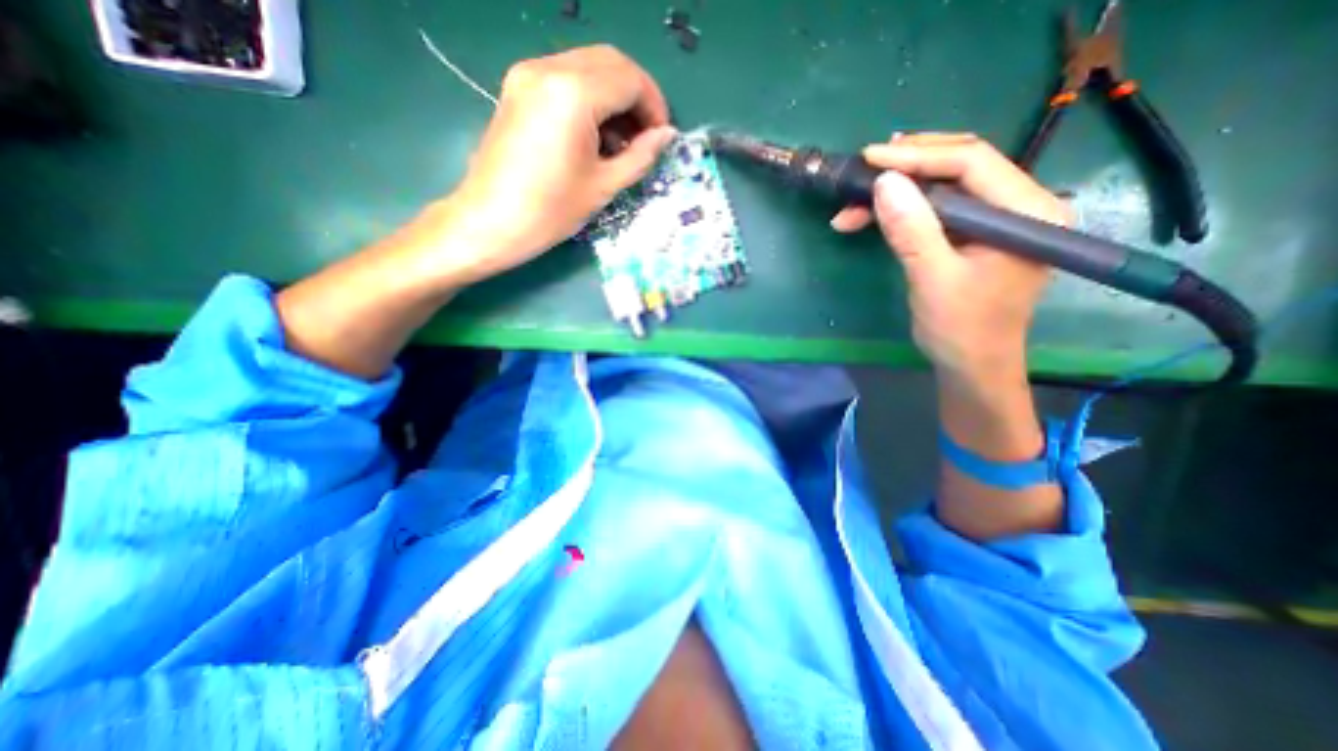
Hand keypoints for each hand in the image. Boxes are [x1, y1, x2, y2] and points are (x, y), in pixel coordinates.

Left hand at [432, 44, 673, 282]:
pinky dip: (591, 98)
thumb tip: (667, 136)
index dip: (655, 107)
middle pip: (611, 62)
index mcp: (573, 93)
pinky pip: (566, 77)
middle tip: (647, 136)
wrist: (490, 221)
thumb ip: (640, 156)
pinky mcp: (518, 87)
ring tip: (622, 142)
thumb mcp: (604, 186)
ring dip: (615, 96)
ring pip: (589, 66)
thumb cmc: (551, 211)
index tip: (662, 138)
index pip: (631, 80)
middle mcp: (549, 68)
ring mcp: (528, 74)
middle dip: (637, 96)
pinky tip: (596, 135)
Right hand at [835, 133, 1073, 379]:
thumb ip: (912, 230)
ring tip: (855, 201)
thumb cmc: (960, 329)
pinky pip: (938, 209)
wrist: (972, 366)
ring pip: (944, 186)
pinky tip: (874, 215)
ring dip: (898, 191)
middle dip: (907, 167)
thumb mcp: (932, 279)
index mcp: (1027, 212)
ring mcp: (998, 219)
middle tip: (862, 171)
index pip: (972, 162)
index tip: (870, 158)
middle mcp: (1021, 205)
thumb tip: (883, 182)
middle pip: (961, 165)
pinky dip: (904, 211)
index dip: (918, 155)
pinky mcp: (976, 234)